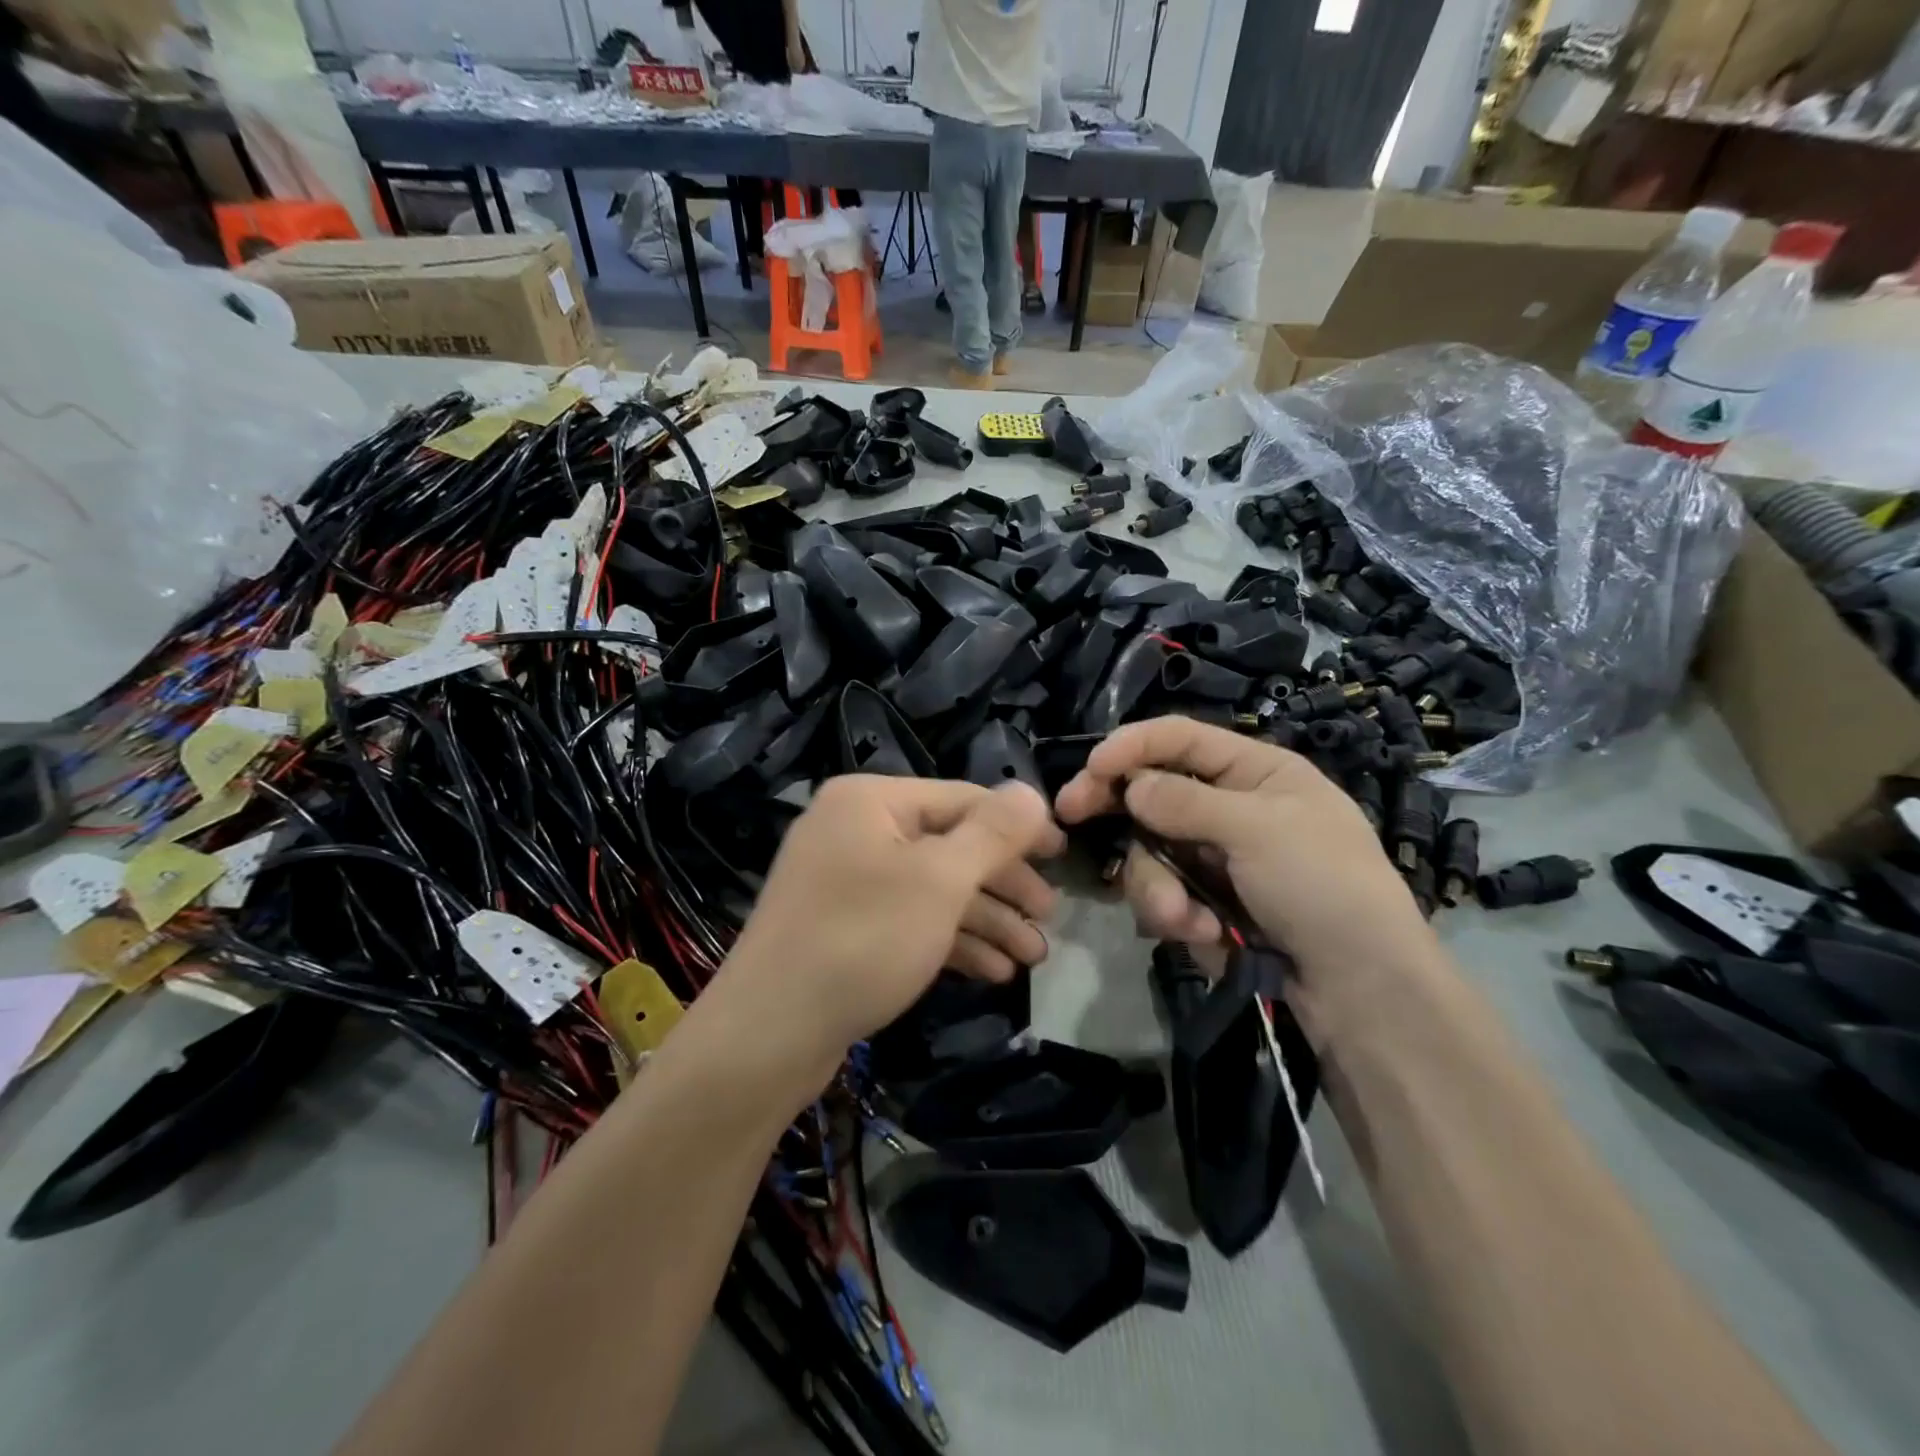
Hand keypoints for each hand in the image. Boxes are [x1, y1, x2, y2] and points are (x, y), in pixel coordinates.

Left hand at [713, 776, 1062, 1089]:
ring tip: (1032, 957)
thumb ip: (992, 833)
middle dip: (1003, 884)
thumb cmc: (862, 940)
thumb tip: (1032, 793)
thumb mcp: (939, 881)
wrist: (767, 1035)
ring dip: (985, 920)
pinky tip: (993, 972)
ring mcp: (846, 880)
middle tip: (1050, 918)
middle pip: (949, 845)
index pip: (963, 799)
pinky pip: (908, 919)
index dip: (1018, 826)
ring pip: (932, 889)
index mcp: (871, 800)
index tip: (1064, 855)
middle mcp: (856, 829)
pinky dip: (950, 940)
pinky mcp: (844, 926)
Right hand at [1054, 717, 1435, 994]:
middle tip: (1069, 813)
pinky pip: (1166, 894)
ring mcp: (1217, 858)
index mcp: (1257, 771)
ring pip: (1152, 851)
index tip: (1091, 768)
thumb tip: (1130, 786)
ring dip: (1158, 886)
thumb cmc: (1324, 886)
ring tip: (1183, 920)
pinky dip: (1177, 915)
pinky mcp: (1208, 903)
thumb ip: (1185, 803)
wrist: (1365, 991)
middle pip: (1153, 792)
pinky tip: (1208, 936)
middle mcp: (1232, 808)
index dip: (1133, 746)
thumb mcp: (1258, 831)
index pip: (1181, 739)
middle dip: (1118, 810)